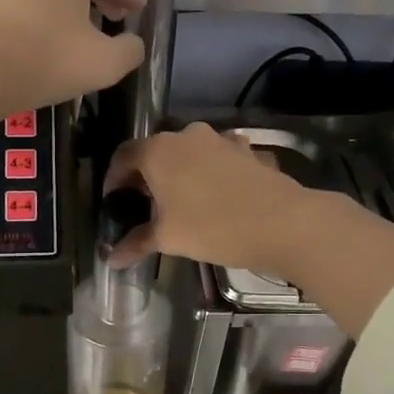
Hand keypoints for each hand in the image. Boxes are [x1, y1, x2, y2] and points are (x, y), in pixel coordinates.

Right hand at [106, 123, 393, 337]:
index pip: (123, 156)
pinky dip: (208, 174)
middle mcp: (187, 135)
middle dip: (145, 177)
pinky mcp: (247, 150)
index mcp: (159, 150)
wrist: (284, 222)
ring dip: (178, 173)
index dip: (113, 179)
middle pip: (155, 152)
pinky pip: (217, 159)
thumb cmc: (213, 227)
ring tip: (179, 203)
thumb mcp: (169, 238)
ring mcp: (221, 139)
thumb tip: (110, 258)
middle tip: (143, 207)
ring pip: (188, 154)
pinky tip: (214, 197)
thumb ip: (136, 242)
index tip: (113, 202)